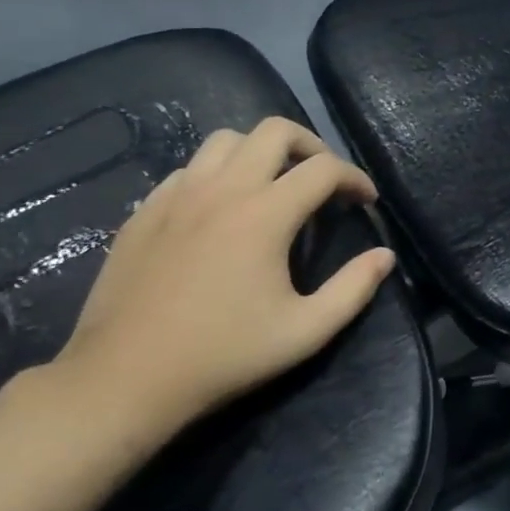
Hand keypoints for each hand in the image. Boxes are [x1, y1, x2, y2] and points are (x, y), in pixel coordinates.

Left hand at [53, 120, 394, 438]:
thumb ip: (353, 289)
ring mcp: (177, 195)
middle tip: (322, 180)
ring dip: (260, 152)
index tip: (366, 201)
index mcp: (265, 214)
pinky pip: (188, 169)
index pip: (324, 169)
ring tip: (272, 184)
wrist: (124, 380)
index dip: (355, 178)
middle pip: (275, 131)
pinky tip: (220, 209)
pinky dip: (216, 174)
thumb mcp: (304, 332)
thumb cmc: (223, 356)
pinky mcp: (146, 210)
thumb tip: (385, 256)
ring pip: (226, 140)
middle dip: (311, 146)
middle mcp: (222, 189)